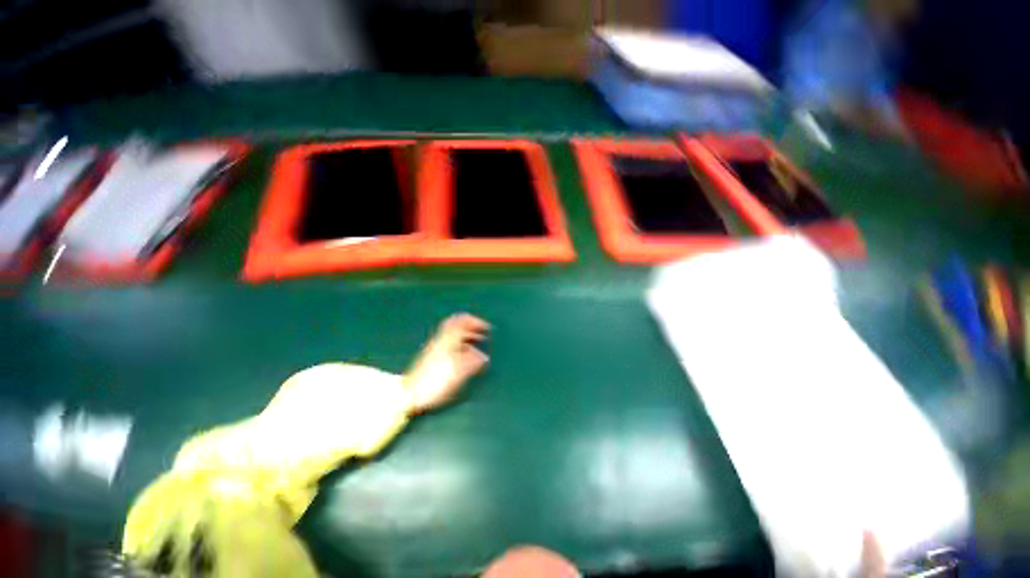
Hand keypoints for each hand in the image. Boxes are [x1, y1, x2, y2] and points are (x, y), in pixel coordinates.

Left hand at [404, 314, 489, 413]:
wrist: (409, 395)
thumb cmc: (436, 383)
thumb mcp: (458, 374)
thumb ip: (473, 363)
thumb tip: (484, 357)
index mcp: (448, 340)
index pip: (462, 322)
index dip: (476, 322)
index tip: (487, 328)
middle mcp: (441, 340)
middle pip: (455, 323)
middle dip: (470, 325)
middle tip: (481, 330)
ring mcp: (434, 347)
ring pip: (452, 333)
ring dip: (465, 334)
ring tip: (477, 341)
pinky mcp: (431, 355)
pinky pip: (448, 341)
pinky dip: (460, 342)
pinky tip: (465, 353)